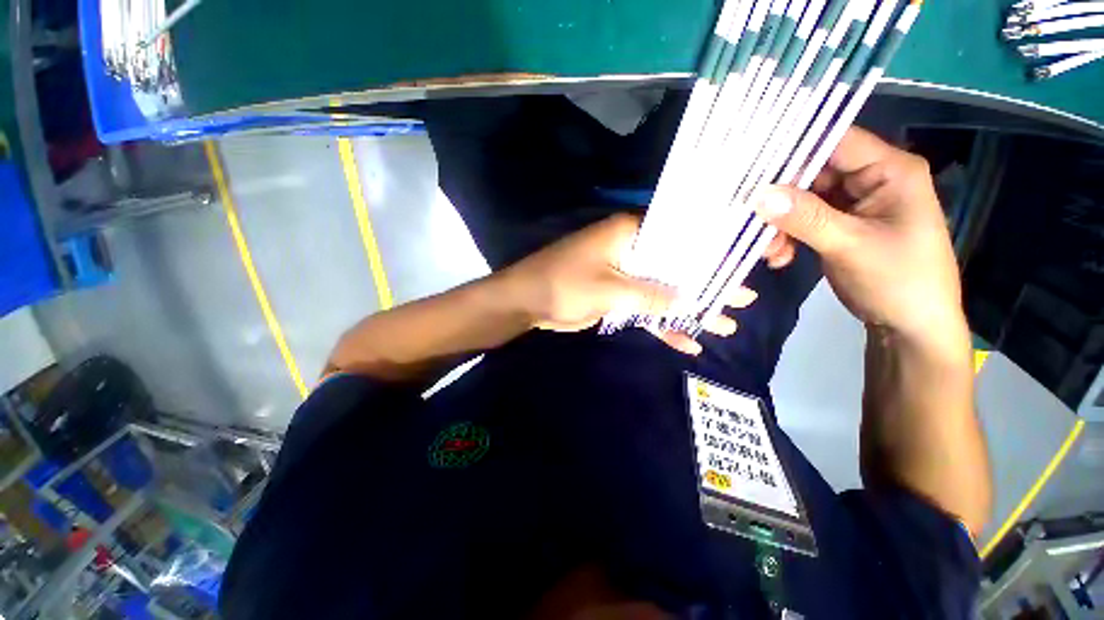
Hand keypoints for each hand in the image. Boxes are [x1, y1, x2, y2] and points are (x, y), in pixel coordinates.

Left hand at [500, 214, 756, 354]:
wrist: (526, 302)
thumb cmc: (565, 285)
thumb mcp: (610, 289)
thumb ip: (652, 295)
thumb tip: (691, 300)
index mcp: (629, 234)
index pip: (679, 236)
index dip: (711, 251)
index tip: (740, 264)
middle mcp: (630, 250)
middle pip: (677, 266)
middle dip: (708, 285)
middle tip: (743, 299)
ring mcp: (624, 275)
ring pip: (663, 291)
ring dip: (689, 310)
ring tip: (725, 326)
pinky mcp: (615, 295)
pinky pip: (644, 308)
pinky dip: (661, 325)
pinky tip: (685, 342)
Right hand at [753, 128, 966, 344]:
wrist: (910, 325)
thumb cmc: (898, 280)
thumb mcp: (849, 246)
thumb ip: (805, 217)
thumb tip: (757, 195)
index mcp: (890, 170)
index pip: (836, 141)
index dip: (794, 150)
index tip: (752, 169)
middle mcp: (871, 179)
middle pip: (813, 173)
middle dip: (781, 200)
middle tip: (753, 224)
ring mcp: (854, 203)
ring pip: (803, 200)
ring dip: (780, 225)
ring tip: (770, 252)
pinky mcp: (840, 225)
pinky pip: (804, 221)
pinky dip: (787, 237)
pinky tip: (780, 258)